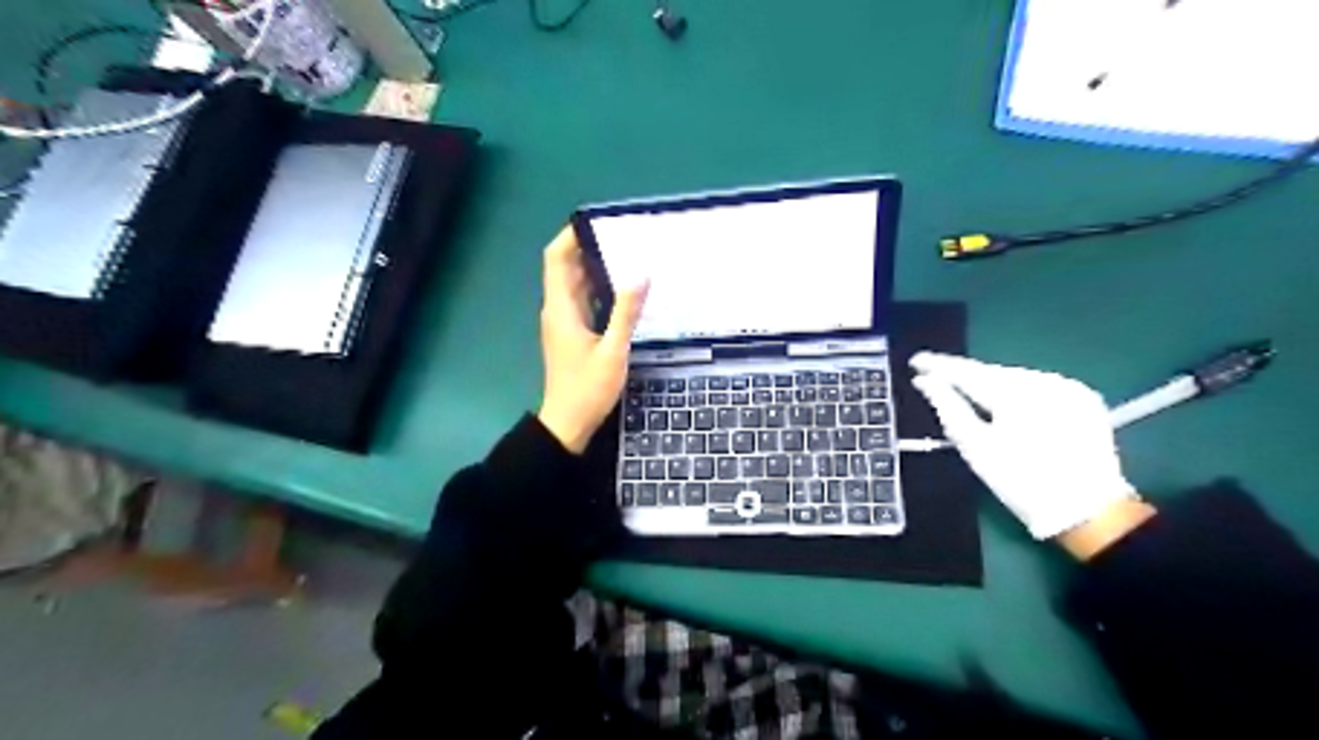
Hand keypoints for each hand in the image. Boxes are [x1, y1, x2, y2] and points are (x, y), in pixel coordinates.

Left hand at [528, 228, 643, 452]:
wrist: (568, 423)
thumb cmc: (588, 389)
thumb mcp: (613, 351)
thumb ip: (626, 313)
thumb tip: (641, 274)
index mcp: (561, 308)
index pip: (556, 258)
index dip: (571, 235)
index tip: (598, 221)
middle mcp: (558, 309)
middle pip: (566, 266)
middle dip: (590, 246)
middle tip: (624, 235)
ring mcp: (564, 321)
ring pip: (575, 283)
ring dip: (596, 266)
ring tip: (629, 254)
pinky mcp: (572, 332)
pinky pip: (583, 299)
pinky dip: (599, 287)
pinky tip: (624, 288)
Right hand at [907, 352, 1143, 543]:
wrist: (1088, 511)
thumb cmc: (1021, 481)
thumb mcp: (975, 447)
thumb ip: (948, 407)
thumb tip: (924, 381)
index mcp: (1016, 392)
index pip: (968, 372)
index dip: (939, 365)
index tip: (916, 360)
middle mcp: (1045, 381)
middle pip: (993, 372)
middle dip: (964, 375)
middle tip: (936, 374)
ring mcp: (1068, 388)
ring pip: (1015, 377)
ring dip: (989, 382)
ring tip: (965, 388)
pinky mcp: (1083, 399)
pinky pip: (1038, 386)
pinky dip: (1016, 391)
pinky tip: (1003, 401)